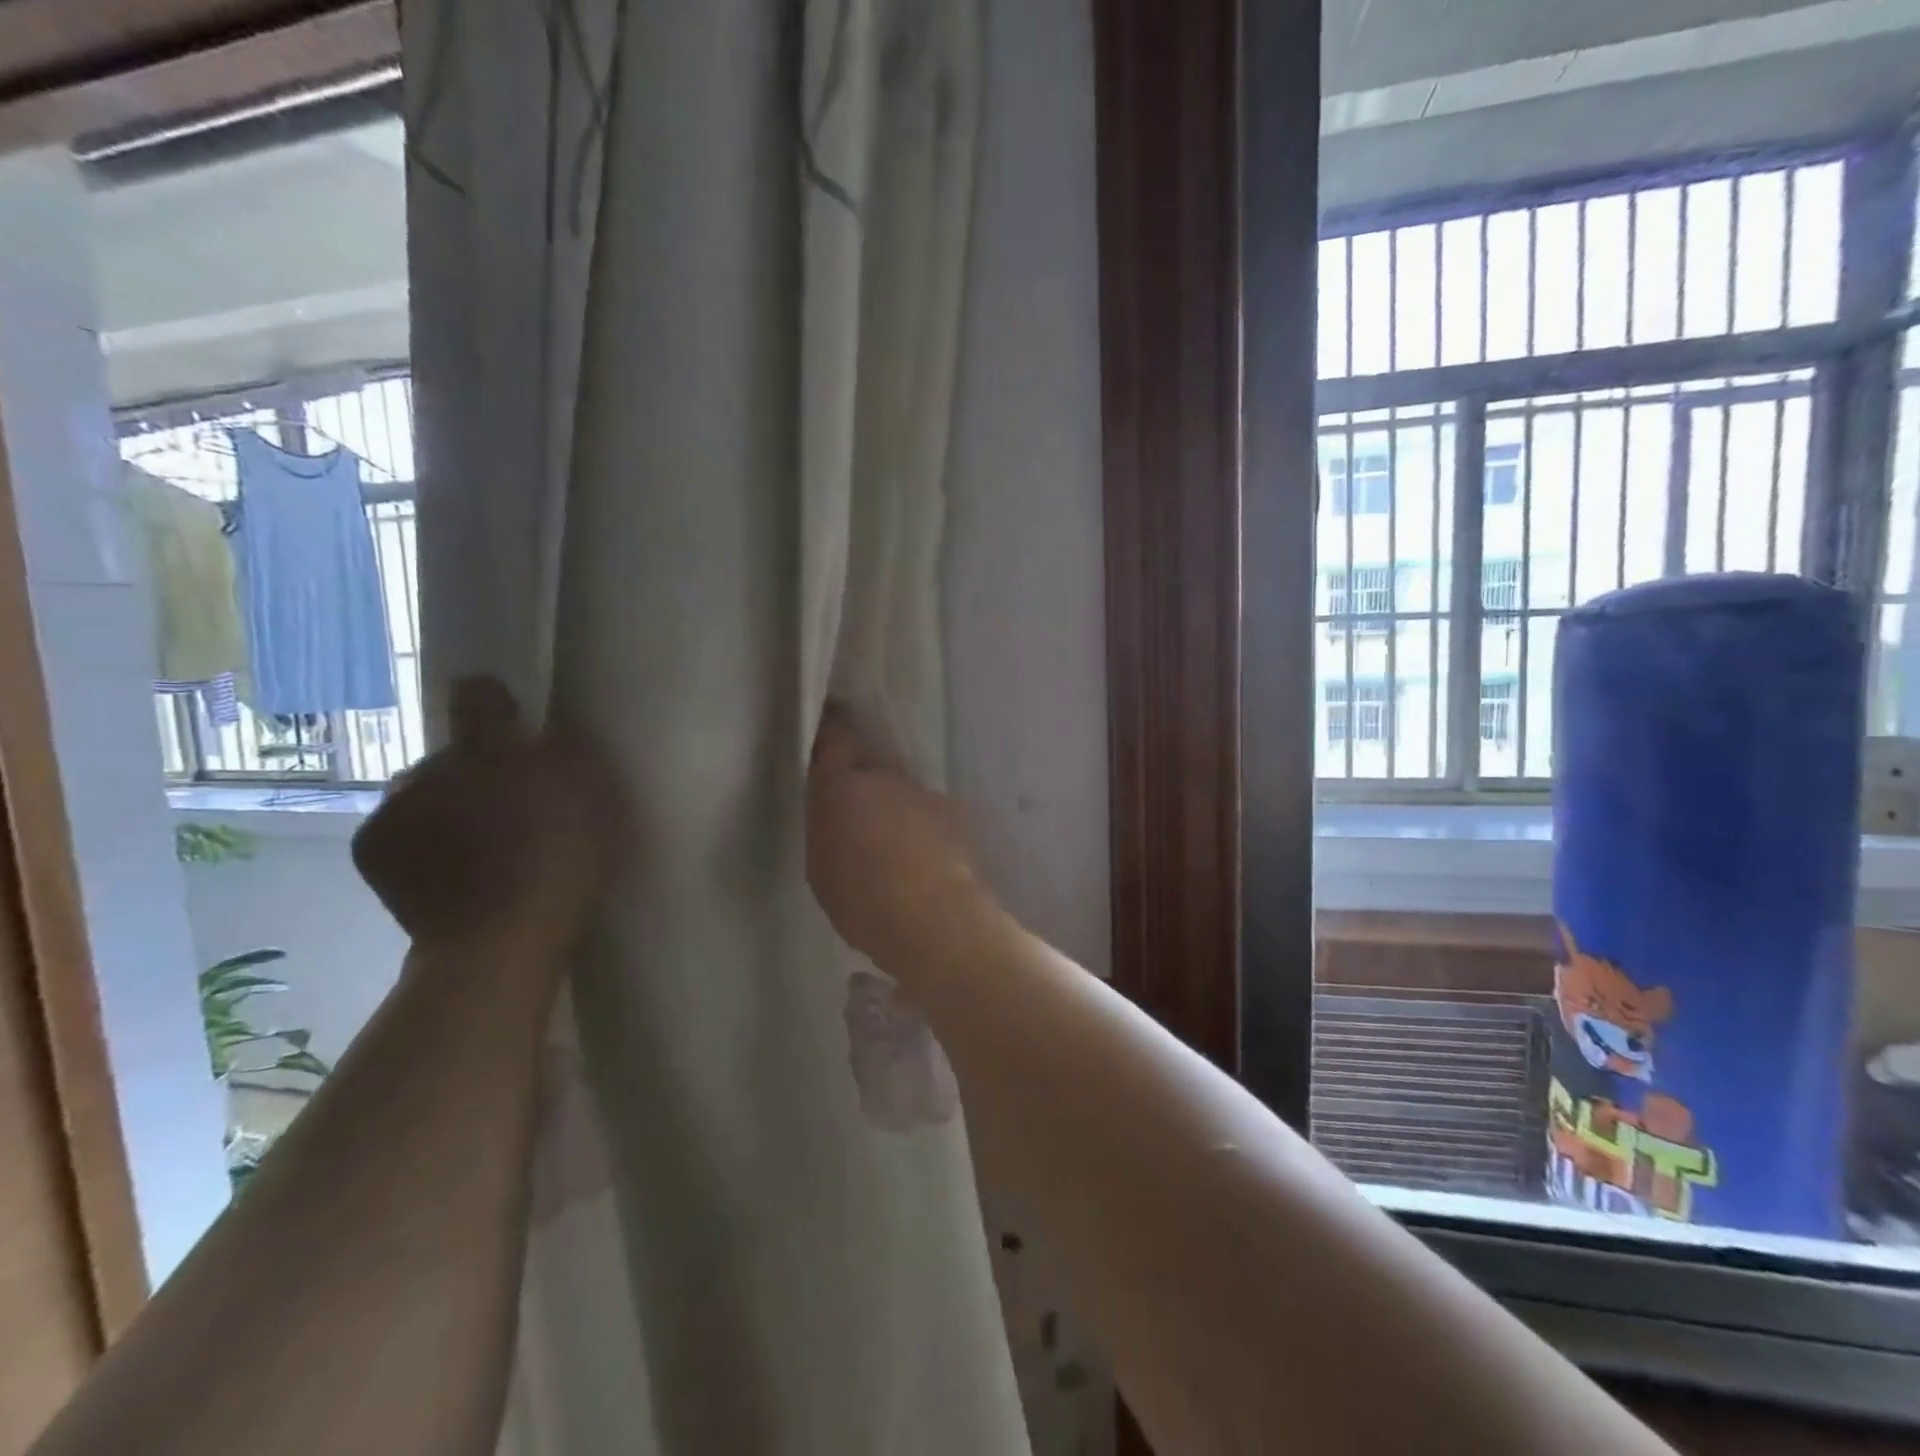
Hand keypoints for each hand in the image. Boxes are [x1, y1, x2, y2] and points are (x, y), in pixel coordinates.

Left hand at [352, 677, 620, 954]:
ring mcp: (395, 803)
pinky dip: (418, 841)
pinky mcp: (369, 843)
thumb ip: (570, 754)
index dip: (496, 705)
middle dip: (475, 773)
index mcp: (491, 745)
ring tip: (475, 849)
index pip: (478, 693)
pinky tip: (444, 869)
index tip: (512, 727)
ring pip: (423, 790)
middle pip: (454, 753)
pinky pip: (398, 826)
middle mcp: (434, 761)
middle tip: (507, 812)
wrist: (500, 937)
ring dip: (445, 806)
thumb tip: (544, 733)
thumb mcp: (597, 797)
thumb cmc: (564, 860)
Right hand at [806, 705, 993, 971]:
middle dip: (865, 791)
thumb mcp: (822, 869)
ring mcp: (921, 792)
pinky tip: (928, 865)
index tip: (831, 720)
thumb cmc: (863, 902)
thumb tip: (839, 819)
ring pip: (902, 796)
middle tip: (862, 827)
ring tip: (899, 856)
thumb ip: (828, 830)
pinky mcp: (953, 812)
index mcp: (840, 788)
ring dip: (897, 815)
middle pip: (870, 772)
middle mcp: (882, 778)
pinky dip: (926, 832)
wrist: (934, 918)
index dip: (833, 727)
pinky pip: (930, 815)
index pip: (835, 736)